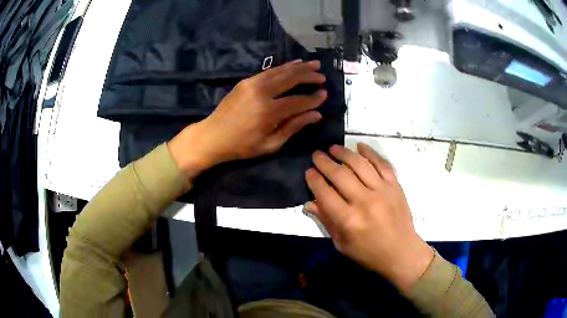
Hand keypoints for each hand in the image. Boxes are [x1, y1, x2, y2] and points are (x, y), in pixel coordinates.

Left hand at [169, 60, 326, 177]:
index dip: (313, 98)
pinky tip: (293, 64)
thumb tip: (316, 115)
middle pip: (291, 79)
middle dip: (309, 76)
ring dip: (299, 67)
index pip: (298, 101)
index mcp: (268, 112)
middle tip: (322, 76)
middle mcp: (261, 92)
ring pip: (281, 71)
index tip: (325, 95)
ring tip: (314, 65)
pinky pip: (269, 71)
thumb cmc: (242, 146)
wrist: (212, 136)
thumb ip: (294, 127)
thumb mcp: (270, 144)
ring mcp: (252, 83)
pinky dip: (283, 67)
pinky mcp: (246, 81)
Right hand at [305, 143, 433, 292]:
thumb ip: (326, 221)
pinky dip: (370, 153)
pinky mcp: (395, 186)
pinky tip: (359, 146)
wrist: (401, 252)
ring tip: (333, 148)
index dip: (314, 180)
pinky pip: (382, 164)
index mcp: (348, 220)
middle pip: (340, 174)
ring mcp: (382, 191)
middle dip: (324, 162)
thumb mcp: (341, 243)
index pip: (325, 193)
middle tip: (317, 155)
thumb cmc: (368, 253)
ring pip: (360, 164)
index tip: (309, 172)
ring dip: (344, 153)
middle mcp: (364, 201)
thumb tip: (309, 203)